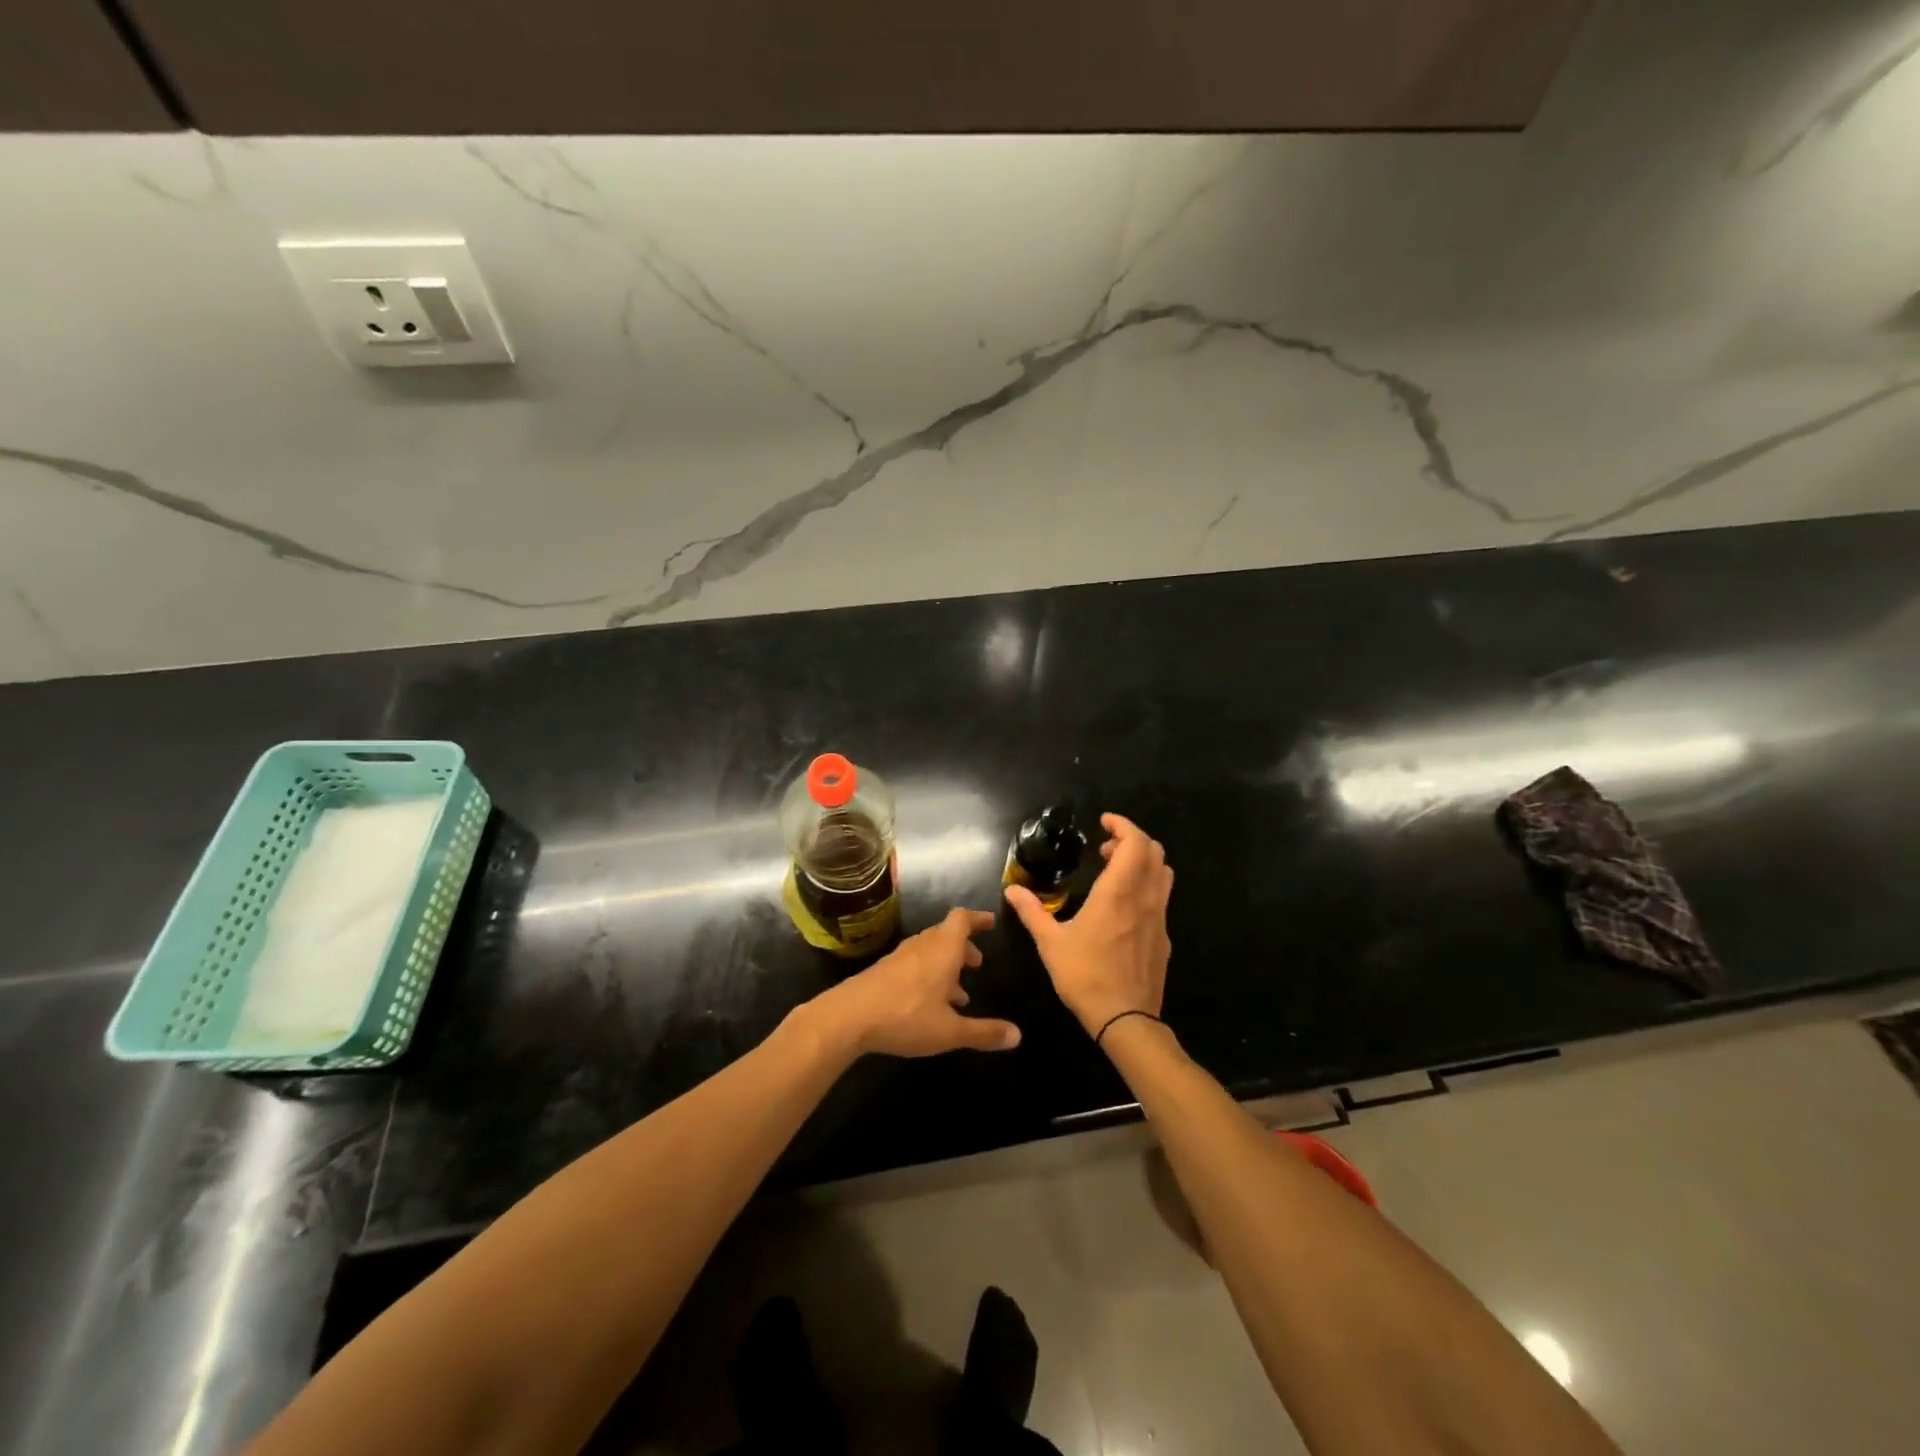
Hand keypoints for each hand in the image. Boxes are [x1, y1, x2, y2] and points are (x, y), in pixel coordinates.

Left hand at [811, 909, 1021, 1057]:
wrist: (849, 1017)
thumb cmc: (906, 1017)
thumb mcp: (950, 1031)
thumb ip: (984, 1032)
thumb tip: (1018, 1035)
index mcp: (943, 950)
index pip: (962, 919)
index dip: (977, 918)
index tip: (990, 922)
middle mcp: (922, 946)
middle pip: (946, 934)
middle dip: (964, 947)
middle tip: (977, 963)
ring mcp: (900, 957)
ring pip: (929, 950)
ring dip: (945, 963)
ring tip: (957, 993)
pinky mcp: (884, 971)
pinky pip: (914, 963)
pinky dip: (928, 974)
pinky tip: (928, 1003)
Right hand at [1005, 813, 1171, 1039]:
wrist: (1125, 1019)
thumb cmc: (1085, 977)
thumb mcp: (1050, 943)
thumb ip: (1032, 912)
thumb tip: (1012, 890)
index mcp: (1117, 893)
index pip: (1135, 843)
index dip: (1123, 825)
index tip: (1104, 822)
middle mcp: (1144, 898)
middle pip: (1154, 852)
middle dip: (1131, 840)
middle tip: (1105, 848)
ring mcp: (1159, 918)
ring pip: (1162, 874)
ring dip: (1142, 862)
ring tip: (1115, 871)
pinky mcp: (1164, 937)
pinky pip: (1161, 897)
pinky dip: (1146, 885)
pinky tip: (1124, 905)